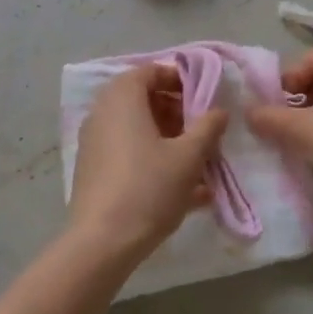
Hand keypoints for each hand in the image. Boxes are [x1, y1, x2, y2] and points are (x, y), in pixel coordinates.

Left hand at [66, 64, 228, 257]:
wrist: (102, 242)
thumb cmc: (149, 187)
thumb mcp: (189, 156)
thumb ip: (207, 127)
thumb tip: (219, 110)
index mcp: (122, 98)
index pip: (150, 71)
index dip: (179, 80)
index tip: (203, 99)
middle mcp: (102, 113)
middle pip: (143, 100)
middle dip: (177, 113)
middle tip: (203, 132)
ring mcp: (94, 142)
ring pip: (137, 129)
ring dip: (168, 139)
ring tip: (198, 163)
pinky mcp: (93, 170)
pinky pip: (128, 153)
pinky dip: (153, 160)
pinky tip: (184, 190)